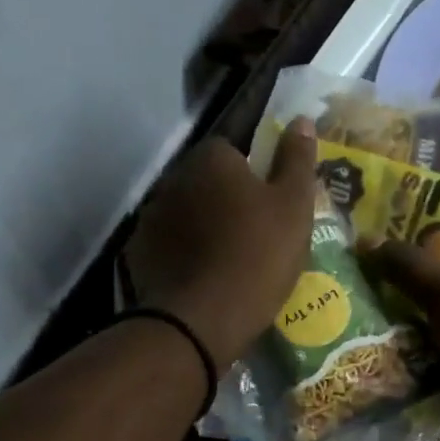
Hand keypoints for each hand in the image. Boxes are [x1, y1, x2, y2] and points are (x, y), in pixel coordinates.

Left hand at [126, 121, 318, 369]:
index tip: (269, 207)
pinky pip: (167, 247)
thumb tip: (302, 120)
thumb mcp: (294, 207)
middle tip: (252, 237)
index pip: (232, 151)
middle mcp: (173, 178)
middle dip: (225, 202)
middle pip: (205, 182)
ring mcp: (150, 217)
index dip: (253, 177)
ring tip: (226, 263)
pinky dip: (181, 257)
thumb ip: (297, 160)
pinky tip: (200, 281)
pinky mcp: (137, 254)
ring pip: (184, 215)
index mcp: (211, 159)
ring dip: (200, 229)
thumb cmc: (257, 256)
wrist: (201, 320)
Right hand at [358, 242, 439, 440]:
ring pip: (438, 327)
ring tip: (363, 314)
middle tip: (366, 280)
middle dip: (409, 289)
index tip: (385, 248)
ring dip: (407, 326)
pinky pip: (435, 361)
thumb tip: (365, 240)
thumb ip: (411, 267)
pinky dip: (412, 359)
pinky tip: (379, 352)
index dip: (426, 246)